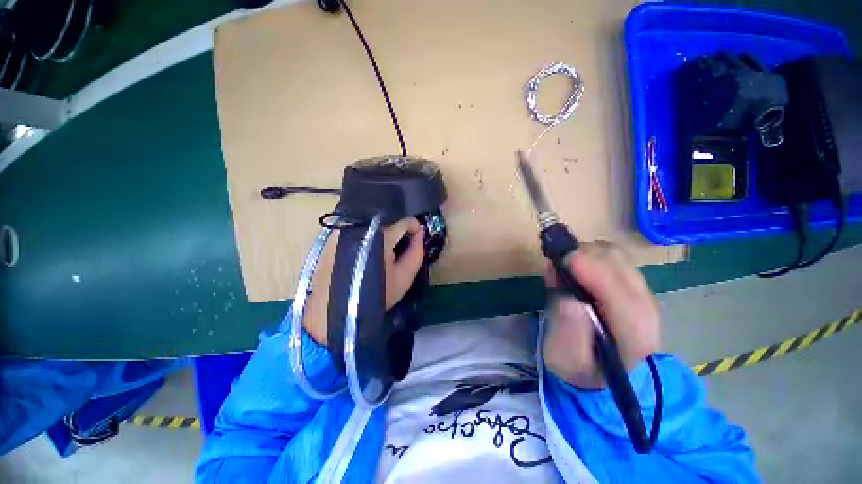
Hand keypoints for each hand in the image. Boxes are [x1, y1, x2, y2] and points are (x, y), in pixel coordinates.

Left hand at [303, 218, 424, 345]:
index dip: (415, 227)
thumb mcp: (404, 277)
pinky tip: (367, 249)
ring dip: (382, 229)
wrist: (333, 311)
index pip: (405, 219)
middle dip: (399, 227)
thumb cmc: (374, 295)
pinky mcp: (332, 234)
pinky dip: (367, 233)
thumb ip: (417, 252)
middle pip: (388, 216)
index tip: (416, 238)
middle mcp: (361, 223)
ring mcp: (344, 227)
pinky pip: (357, 226)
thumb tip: (419, 234)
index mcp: (381, 232)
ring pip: (371, 220)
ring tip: (385, 247)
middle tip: (402, 244)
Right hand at [543, 241, 660, 388]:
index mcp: (634, 338)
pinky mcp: (632, 282)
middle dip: (583, 258)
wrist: (596, 364)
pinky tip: (574, 268)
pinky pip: (611, 255)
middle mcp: (647, 312)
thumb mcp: (563, 357)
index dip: (595, 273)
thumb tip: (568, 297)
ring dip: (584, 254)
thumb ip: (567, 330)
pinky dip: (588, 254)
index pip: (623, 297)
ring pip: (615, 256)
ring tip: (562, 270)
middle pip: (619, 267)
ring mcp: (642, 293)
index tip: (564, 261)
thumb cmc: (576, 364)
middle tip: (554, 266)